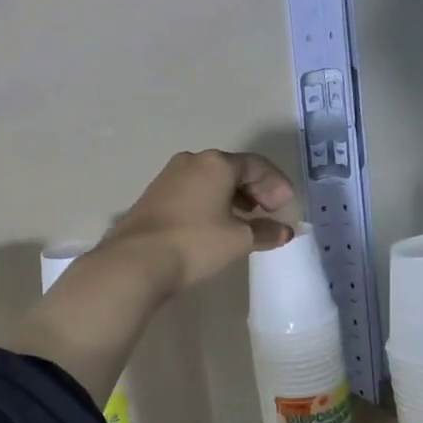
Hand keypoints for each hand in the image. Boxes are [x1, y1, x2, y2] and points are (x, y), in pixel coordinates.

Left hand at [102, 150, 294, 297]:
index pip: (256, 165)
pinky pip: (192, 192)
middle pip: (232, 169)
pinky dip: (211, 203)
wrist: (135, 261)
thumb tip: (286, 231)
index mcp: (215, 163)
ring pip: (210, 181)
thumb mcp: (237, 240)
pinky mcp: (154, 197)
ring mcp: (168, 178)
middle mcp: (191, 162)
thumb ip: (265, 232)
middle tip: (269, 211)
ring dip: (232, 197)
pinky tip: (215, 225)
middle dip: (255, 189)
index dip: (276, 184)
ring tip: (245, 220)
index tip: (286, 206)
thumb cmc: (195, 243)